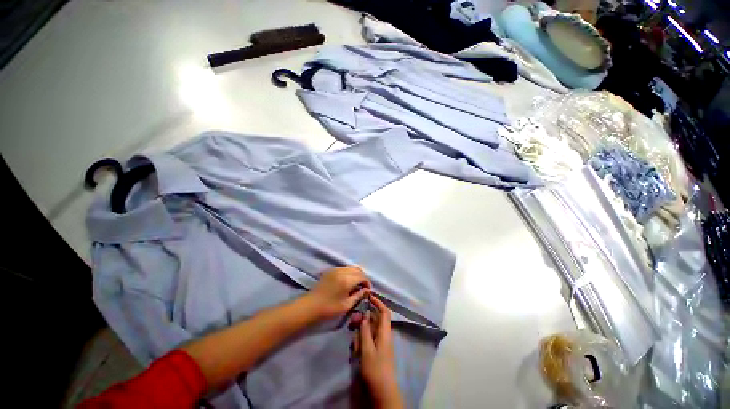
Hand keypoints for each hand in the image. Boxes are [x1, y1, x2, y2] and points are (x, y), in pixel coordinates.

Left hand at [307, 266, 370, 319]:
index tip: (368, 290)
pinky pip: (344, 268)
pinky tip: (348, 282)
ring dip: (356, 274)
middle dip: (363, 277)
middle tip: (363, 287)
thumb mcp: (346, 305)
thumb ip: (358, 296)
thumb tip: (366, 290)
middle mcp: (342, 271)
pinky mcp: (330, 271)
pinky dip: (349, 273)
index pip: (362, 276)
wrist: (309, 306)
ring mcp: (335, 269)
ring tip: (356, 285)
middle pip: (357, 269)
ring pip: (351, 267)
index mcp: (347, 280)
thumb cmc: (329, 309)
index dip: (367, 282)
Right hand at [357, 295, 403, 408]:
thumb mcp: (367, 349)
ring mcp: (379, 343)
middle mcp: (383, 335)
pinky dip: (361, 341)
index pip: (384, 311)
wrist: (382, 392)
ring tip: (353, 340)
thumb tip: (365, 314)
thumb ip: (365, 330)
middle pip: (374, 320)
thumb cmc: (375, 369)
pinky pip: (367, 340)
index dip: (378, 302)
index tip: (368, 296)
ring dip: (360, 332)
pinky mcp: (375, 351)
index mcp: (384, 332)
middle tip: (352, 323)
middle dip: (363, 319)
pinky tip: (355, 349)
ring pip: (369, 330)